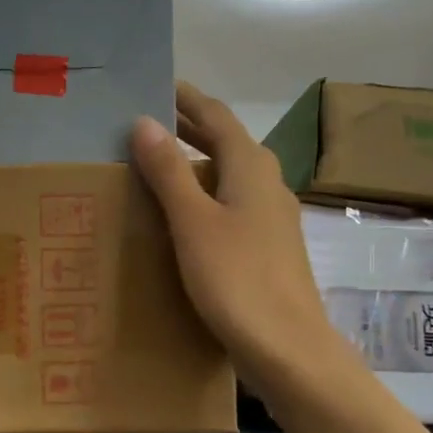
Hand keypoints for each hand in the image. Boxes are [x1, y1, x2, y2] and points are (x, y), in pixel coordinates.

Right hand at [130, 83, 351, 396]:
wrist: (288, 347)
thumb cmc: (236, 279)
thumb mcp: (193, 222)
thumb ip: (169, 172)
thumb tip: (145, 121)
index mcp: (251, 167)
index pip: (216, 116)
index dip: (187, 99)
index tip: (158, 85)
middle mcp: (267, 183)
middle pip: (226, 142)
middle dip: (190, 128)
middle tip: (149, 121)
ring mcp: (272, 217)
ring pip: (230, 174)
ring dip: (197, 163)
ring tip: (158, 165)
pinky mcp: (268, 246)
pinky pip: (232, 203)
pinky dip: (206, 195)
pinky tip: (185, 215)